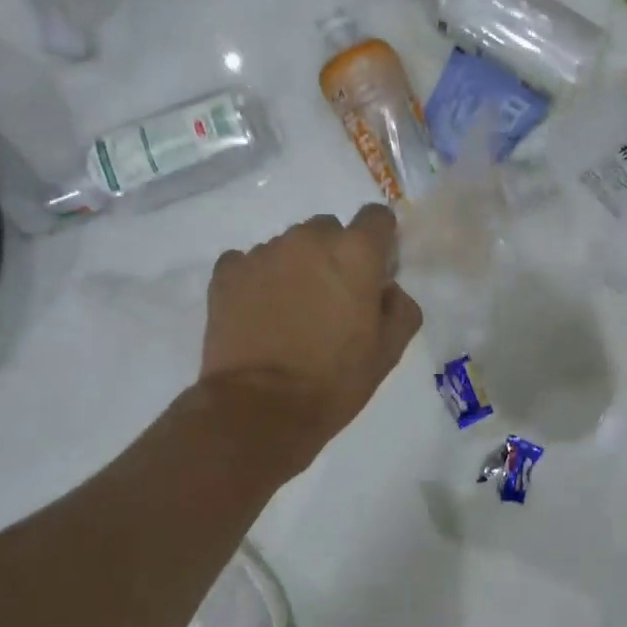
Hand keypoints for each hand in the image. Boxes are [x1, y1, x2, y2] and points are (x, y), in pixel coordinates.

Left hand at [200, 204, 422, 461]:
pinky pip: (249, 262)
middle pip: (328, 229)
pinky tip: (258, 313)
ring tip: (289, 312)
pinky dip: (257, 280)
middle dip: (333, 255)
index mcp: (355, 252)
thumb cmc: (334, 380)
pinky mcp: (227, 272)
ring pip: (288, 246)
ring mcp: (263, 252)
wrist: (259, 409)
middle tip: (330, 299)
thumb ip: (400, 307)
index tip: (373, 271)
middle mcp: (308, 239)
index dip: (378, 241)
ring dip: (295, 268)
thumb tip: (386, 289)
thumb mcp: (388, 351)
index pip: (376, 217)